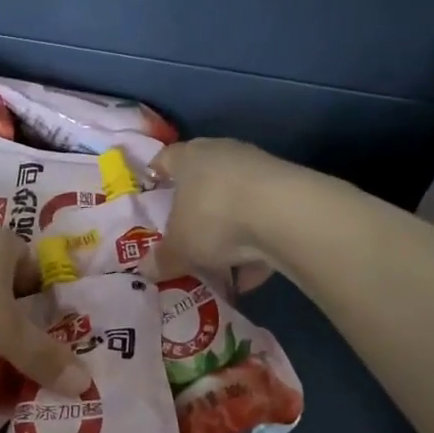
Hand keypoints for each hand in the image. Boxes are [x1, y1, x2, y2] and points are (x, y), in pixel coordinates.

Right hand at [151, 138, 301, 290]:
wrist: (285, 214)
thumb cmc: (214, 218)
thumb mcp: (180, 247)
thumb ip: (162, 259)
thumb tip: (146, 269)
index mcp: (189, 157)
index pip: (165, 158)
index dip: (157, 175)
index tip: (152, 192)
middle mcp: (223, 155)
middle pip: (202, 181)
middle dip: (194, 212)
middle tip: (185, 238)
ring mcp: (259, 170)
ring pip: (234, 203)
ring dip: (227, 234)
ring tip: (220, 269)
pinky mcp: (287, 191)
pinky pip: (261, 221)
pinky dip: (254, 247)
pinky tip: (250, 277)